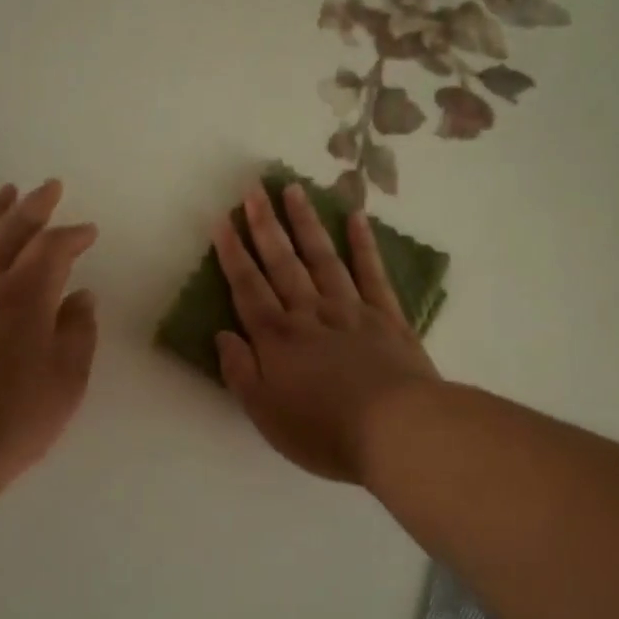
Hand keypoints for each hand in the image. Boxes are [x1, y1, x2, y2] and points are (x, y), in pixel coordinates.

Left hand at [0, 180, 98, 485]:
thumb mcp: (67, 379)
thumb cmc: (15, 420)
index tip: (88, 232)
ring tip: (4, 193)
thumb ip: (78, 331)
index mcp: (25, 295)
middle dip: (34, 206)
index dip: (74, 235)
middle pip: (9, 230)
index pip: (53, 248)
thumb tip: (81, 297)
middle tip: (50, 188)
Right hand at [213, 182, 439, 483]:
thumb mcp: (266, 414)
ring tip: (294, 190)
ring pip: (323, 257)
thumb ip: (241, 372)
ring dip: (306, 223)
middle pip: (283, 262)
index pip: (248, 287)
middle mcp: (310, 313)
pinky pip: (372, 273)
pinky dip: (364, 244)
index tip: (222, 221)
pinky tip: (356, 218)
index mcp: (277, 338)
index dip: (233, 254)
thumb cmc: (324, 430)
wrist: (397, 430)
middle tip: (253, 188)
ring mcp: (351, 309)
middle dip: (265, 225)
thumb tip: (223, 335)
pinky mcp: (387, 316)